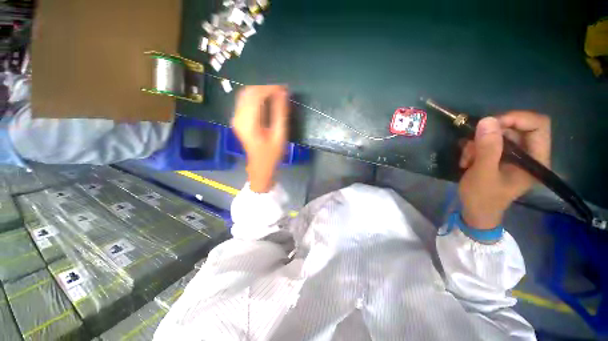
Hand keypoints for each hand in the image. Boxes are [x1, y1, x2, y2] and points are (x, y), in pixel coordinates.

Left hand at [232, 85, 288, 192]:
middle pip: (248, 92)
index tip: (283, 88)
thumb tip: (283, 93)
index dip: (270, 88)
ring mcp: (235, 118)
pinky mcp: (237, 119)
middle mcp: (238, 117)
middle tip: (281, 91)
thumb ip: (280, 113)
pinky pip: (244, 101)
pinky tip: (266, 101)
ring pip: (245, 94)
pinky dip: (256, 97)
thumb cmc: (272, 154)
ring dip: (260, 91)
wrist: (259, 166)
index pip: (256, 95)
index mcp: (248, 123)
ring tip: (275, 95)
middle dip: (265, 88)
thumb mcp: (280, 135)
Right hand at [458, 112, 550, 228]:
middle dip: (490, 133)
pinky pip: (489, 141)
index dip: (516, 119)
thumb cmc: (483, 198)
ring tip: (467, 158)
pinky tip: (467, 160)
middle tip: (472, 144)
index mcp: (536, 159)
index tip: (490, 125)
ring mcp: (514, 155)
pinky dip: (474, 147)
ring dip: (478, 143)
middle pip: (516, 127)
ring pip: (498, 134)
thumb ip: (488, 149)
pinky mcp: (501, 156)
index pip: (538, 125)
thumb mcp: (483, 174)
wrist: (475, 211)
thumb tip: (487, 120)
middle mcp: (529, 153)